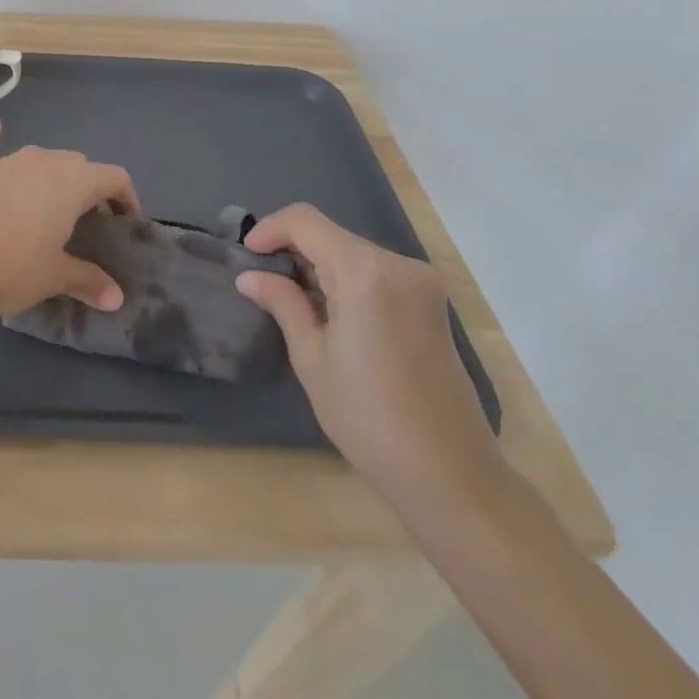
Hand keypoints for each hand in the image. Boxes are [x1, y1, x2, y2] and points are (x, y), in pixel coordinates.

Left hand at [0, 117, 135, 320]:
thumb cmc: (10, 267)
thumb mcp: (54, 276)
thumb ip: (88, 280)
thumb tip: (116, 298)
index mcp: (71, 182)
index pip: (114, 176)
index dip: (127, 198)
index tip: (126, 225)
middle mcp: (42, 161)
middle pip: (78, 164)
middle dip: (90, 188)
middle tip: (89, 224)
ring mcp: (6, 162)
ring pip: (41, 158)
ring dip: (53, 175)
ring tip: (53, 205)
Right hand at [235, 204, 505, 512]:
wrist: (451, 476)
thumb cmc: (369, 418)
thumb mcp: (312, 359)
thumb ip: (283, 304)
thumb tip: (250, 276)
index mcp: (364, 273)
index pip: (305, 221)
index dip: (270, 229)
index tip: (248, 256)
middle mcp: (398, 265)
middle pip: (331, 235)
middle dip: (293, 250)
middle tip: (265, 283)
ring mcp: (421, 283)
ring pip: (353, 252)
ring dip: (319, 266)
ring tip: (293, 303)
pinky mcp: (431, 303)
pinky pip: (376, 272)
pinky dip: (346, 280)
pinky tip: (331, 314)